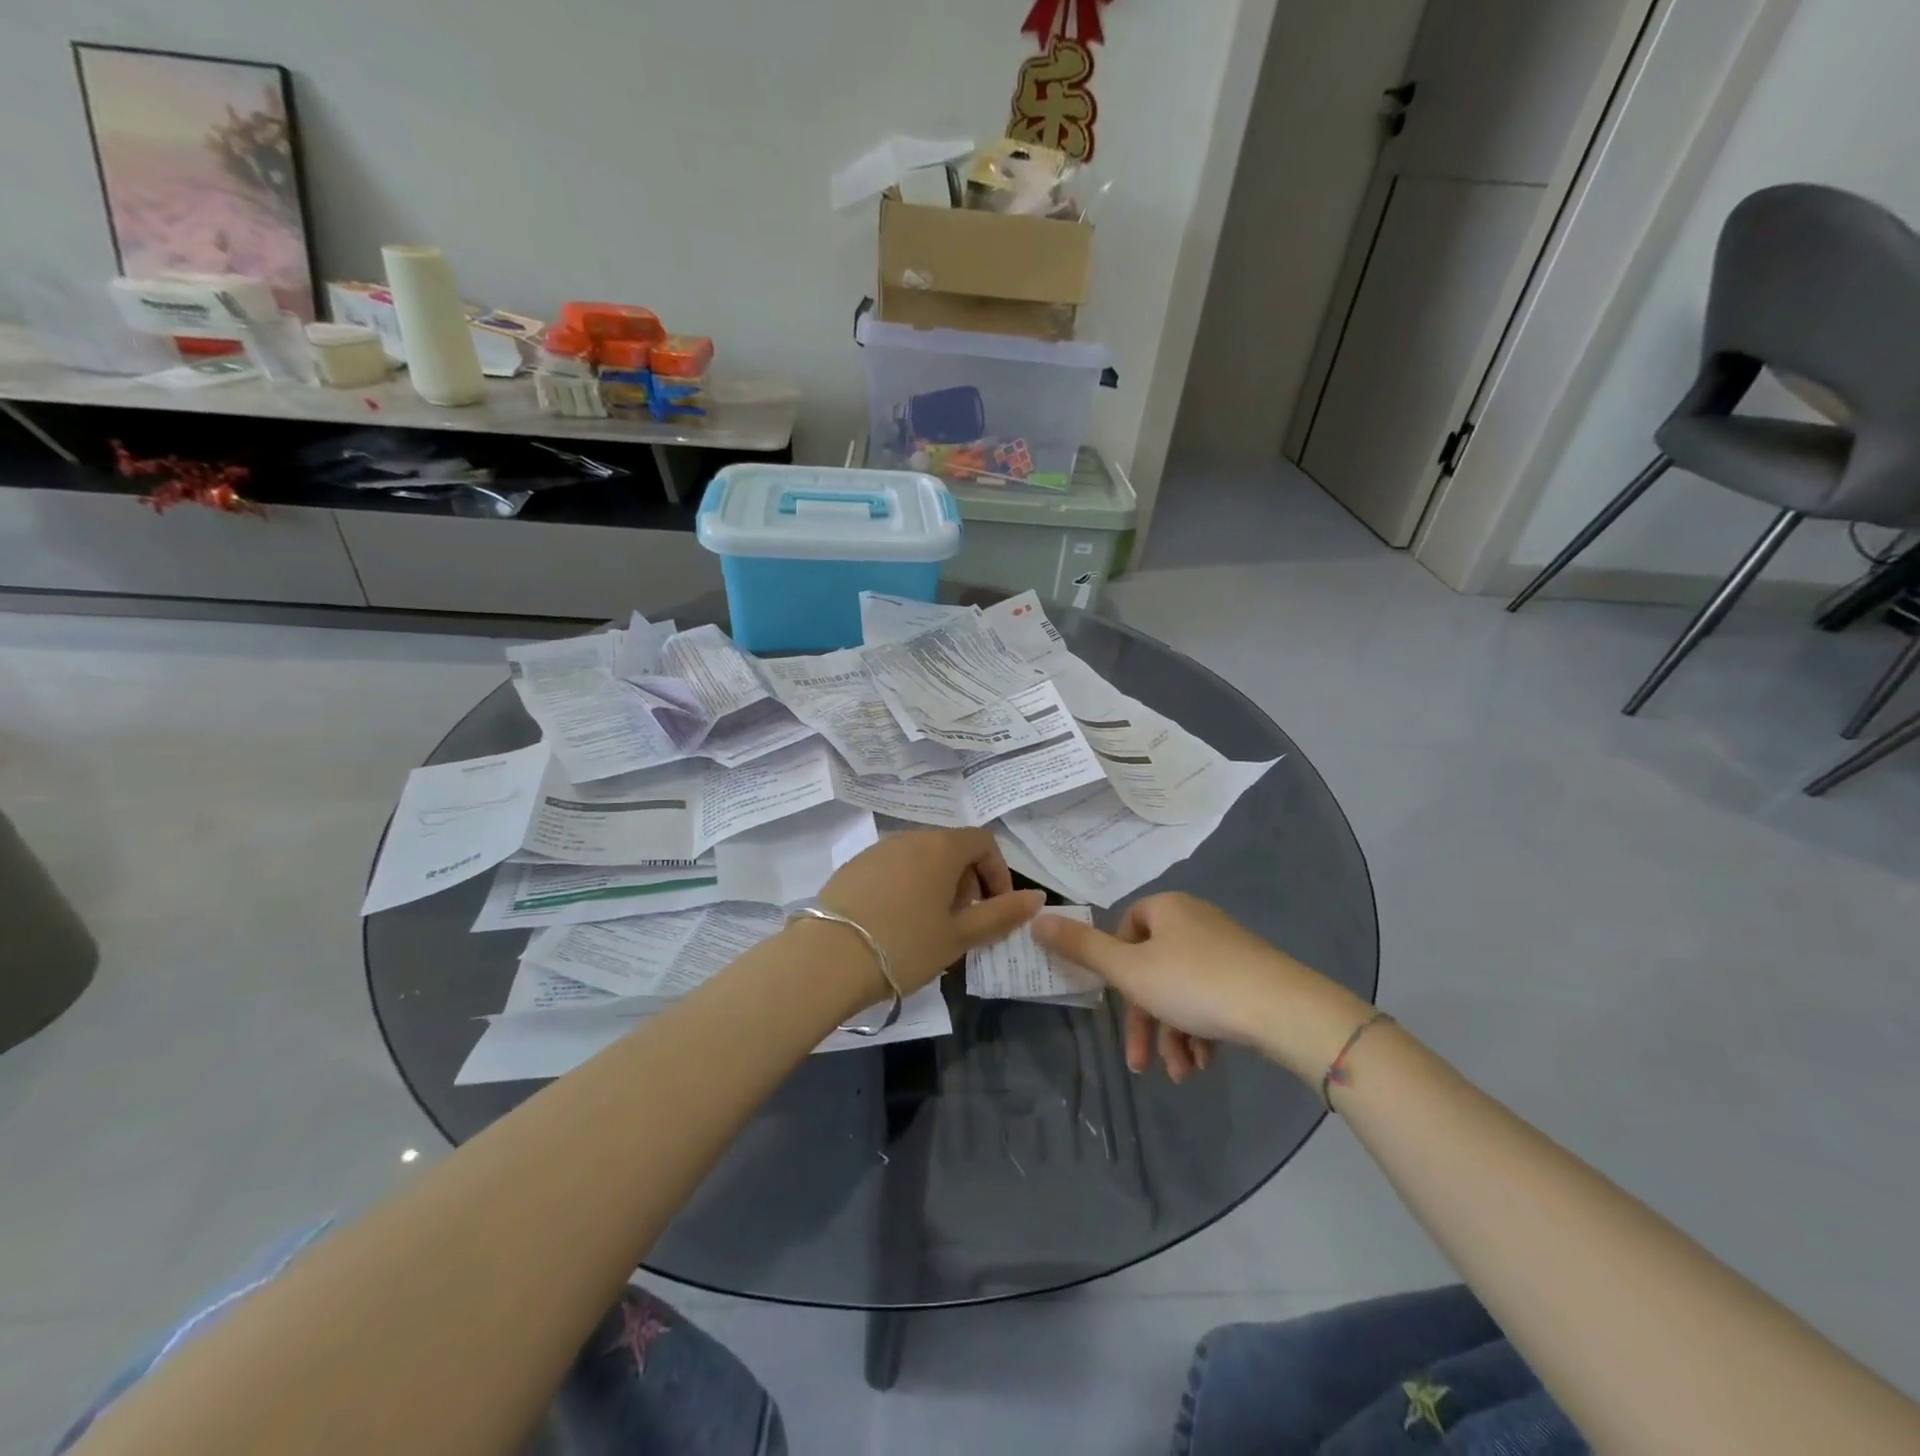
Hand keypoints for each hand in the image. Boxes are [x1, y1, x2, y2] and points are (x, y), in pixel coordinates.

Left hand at [818, 829, 1044, 993]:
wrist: (827, 959)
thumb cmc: (905, 945)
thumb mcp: (959, 936)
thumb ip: (1001, 914)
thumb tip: (1036, 897)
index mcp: (941, 847)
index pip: (983, 842)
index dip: (998, 873)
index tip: (996, 909)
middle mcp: (909, 838)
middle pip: (951, 848)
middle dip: (967, 881)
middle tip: (965, 922)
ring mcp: (876, 850)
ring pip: (920, 859)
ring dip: (937, 885)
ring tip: (931, 927)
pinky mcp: (852, 867)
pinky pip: (892, 868)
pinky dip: (907, 887)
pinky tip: (896, 924)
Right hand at [1030, 893, 1368, 1083]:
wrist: (1284, 1010)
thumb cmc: (1196, 984)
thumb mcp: (1130, 971)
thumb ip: (1081, 948)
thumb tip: (1036, 918)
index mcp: (1168, 909)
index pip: (1126, 929)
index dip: (1117, 968)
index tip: (1119, 1000)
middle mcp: (1197, 921)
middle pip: (1153, 968)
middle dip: (1145, 1020)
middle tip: (1140, 1061)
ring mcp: (1228, 948)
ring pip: (1182, 991)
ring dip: (1173, 1035)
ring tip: (1180, 1075)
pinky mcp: (1252, 976)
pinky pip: (1212, 1000)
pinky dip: (1201, 1032)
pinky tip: (1204, 1065)